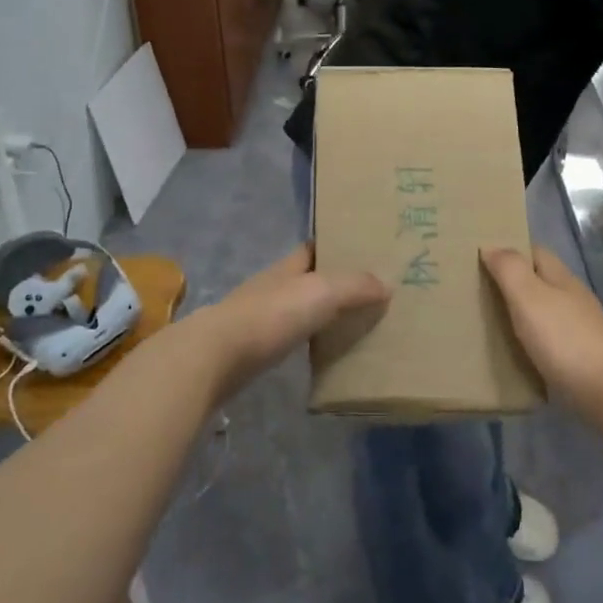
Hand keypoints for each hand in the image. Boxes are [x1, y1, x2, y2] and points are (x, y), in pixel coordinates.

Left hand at [191, 245, 387, 397]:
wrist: (217, 356)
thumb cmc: (271, 314)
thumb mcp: (321, 292)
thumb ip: (355, 286)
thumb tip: (386, 285)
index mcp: (288, 266)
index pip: (313, 248)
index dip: (336, 247)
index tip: (364, 252)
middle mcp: (274, 286)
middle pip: (308, 279)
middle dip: (334, 283)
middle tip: (370, 292)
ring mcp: (261, 317)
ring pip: (299, 309)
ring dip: (321, 314)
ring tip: (355, 323)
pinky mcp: (255, 348)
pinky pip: (291, 338)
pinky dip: (308, 341)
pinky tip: (325, 352)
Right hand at [480, 246, 602, 415]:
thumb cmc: (564, 338)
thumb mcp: (528, 296)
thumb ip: (509, 269)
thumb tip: (490, 245)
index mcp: (560, 277)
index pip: (534, 251)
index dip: (510, 250)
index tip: (481, 257)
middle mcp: (572, 297)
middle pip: (540, 280)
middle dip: (513, 283)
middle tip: (478, 291)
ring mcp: (580, 328)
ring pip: (545, 310)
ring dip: (522, 313)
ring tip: (491, 322)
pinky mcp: (582, 357)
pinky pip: (550, 339)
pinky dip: (532, 340)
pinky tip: (517, 351)